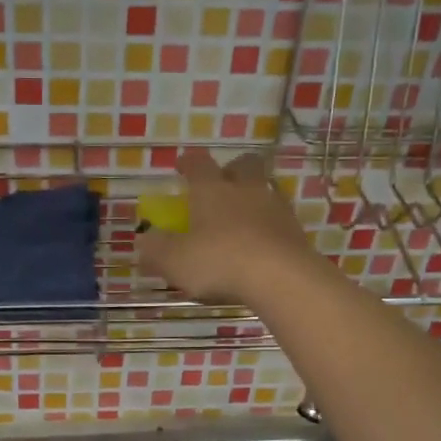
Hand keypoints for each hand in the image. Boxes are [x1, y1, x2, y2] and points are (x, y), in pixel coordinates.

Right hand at [138, 150, 321, 304]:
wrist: (281, 278)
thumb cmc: (219, 261)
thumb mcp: (174, 260)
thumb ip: (155, 249)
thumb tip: (144, 240)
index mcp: (211, 190)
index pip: (198, 163)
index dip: (188, 163)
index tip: (182, 167)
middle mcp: (246, 189)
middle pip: (243, 165)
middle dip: (232, 170)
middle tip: (221, 185)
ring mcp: (275, 208)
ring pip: (265, 190)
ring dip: (254, 198)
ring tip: (242, 220)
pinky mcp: (296, 232)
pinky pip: (280, 220)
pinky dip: (269, 227)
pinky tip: (261, 245)